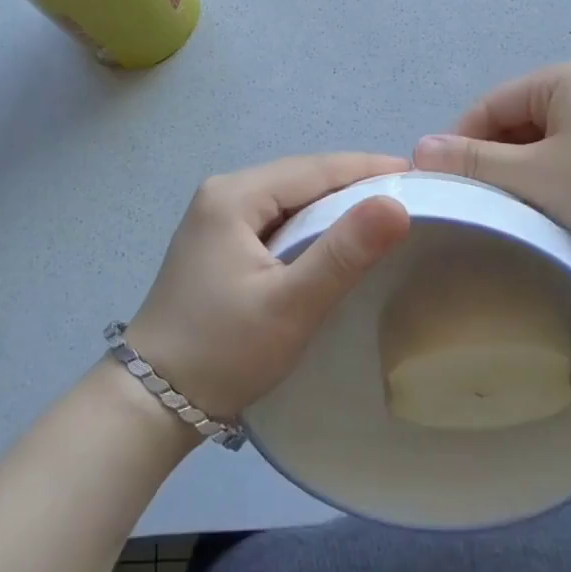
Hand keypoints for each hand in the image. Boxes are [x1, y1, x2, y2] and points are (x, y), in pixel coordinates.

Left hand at [126, 153, 412, 421]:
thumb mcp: (290, 304)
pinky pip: (276, 219)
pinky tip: (335, 240)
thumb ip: (343, 253)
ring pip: (290, 198)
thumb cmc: (222, 350)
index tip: (420, 176)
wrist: (151, 403)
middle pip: (301, 178)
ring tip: (383, 216)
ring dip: (334, 205)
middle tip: (409, 197)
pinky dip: (311, 224)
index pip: (315, 168)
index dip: (369, 169)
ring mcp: (217, 218)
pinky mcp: (218, 243)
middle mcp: (223, 193)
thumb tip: (397, 203)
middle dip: (354, 184)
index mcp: (235, 195)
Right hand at [412, 60, 570, 278]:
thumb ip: (475, 161)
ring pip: (539, 144)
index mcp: (561, 78)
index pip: (488, 105)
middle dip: (490, 161)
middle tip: (474, 204)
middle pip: (513, 123)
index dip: (459, 143)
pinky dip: (549, 181)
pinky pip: (567, 158)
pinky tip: (546, 211)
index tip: (443, 186)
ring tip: (508, 212)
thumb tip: (418, 148)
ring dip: (519, 175)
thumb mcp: (535, 176)